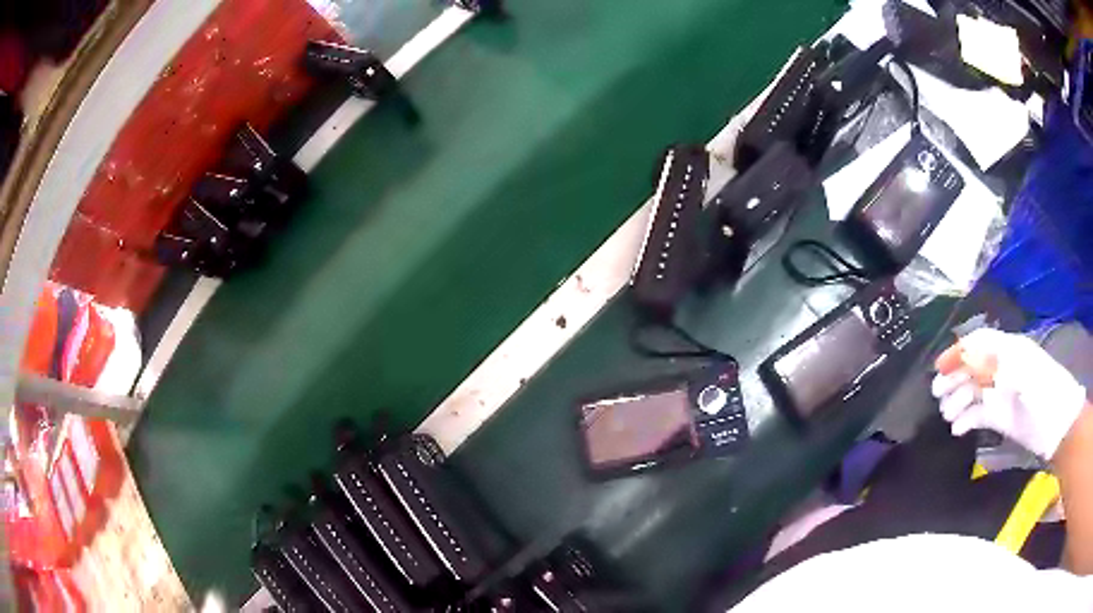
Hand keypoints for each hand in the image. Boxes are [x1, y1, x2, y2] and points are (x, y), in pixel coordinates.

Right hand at [931, 328, 1087, 460]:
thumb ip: (997, 365)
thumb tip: (970, 360)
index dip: (958, 352)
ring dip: (957, 401)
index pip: (978, 344)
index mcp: (1008, 351)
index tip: (939, 367)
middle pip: (972, 368)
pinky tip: (957, 429)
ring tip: (947, 416)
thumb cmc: (1044, 394)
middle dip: (953, 378)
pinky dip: (966, 420)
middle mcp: (1002, 369)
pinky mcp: (1000, 416)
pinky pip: (978, 414)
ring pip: (973, 392)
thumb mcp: (1023, 375)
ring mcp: (1001, 393)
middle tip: (936, 394)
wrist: (1057, 425)